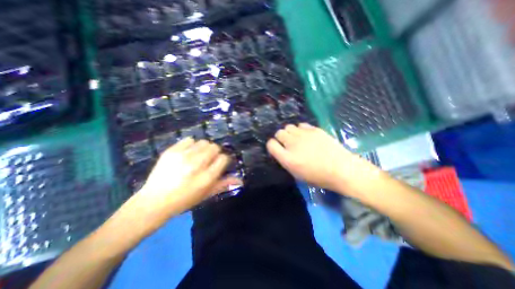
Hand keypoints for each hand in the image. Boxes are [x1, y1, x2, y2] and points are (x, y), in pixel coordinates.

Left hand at [117, 139, 241, 235]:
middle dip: (215, 152)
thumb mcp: (207, 194)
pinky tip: (188, 153)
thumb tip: (241, 180)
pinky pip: (189, 140)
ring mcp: (183, 156)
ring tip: (197, 156)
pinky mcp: (171, 151)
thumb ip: (224, 184)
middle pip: (214, 147)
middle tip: (208, 160)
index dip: (223, 159)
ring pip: (203, 142)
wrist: (154, 201)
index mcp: (207, 177)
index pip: (223, 158)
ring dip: (204, 148)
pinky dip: (191, 145)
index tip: (219, 163)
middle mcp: (197, 164)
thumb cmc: (185, 200)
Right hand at [265, 122, 377, 194]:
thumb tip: (282, 151)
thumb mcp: (297, 173)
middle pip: (278, 133)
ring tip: (296, 138)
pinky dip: (300, 129)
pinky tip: (306, 135)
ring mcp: (303, 135)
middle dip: (280, 138)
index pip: (271, 144)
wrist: (340, 169)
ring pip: (288, 126)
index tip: (276, 147)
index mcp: (287, 158)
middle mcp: (292, 144)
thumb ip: (286, 160)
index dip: (272, 145)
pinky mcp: (314, 129)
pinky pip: (301, 125)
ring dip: (289, 132)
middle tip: (287, 143)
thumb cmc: (318, 176)